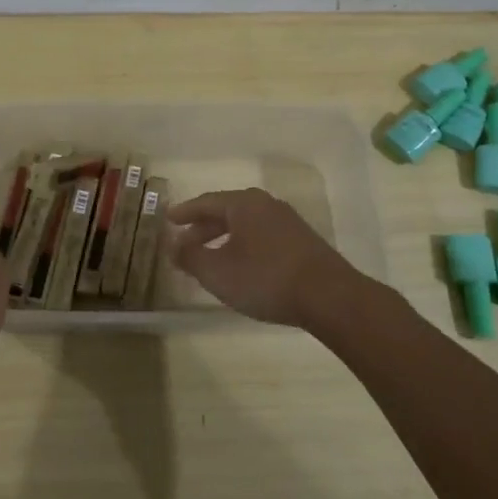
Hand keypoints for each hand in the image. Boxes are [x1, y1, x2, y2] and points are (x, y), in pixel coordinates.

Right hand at [168, 188, 369, 331]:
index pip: (206, 202)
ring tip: (210, 259)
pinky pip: (261, 236)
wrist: (329, 296)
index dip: (185, 212)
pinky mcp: (302, 241)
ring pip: (245, 224)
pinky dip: (243, 246)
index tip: (168, 219)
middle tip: (184, 243)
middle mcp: (265, 204)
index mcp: (243, 204)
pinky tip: (241, 266)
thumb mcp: (218, 272)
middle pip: (226, 211)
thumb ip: (191, 256)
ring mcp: (287, 221)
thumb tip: (173, 245)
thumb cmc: (265, 279)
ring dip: (224, 238)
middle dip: (203, 228)